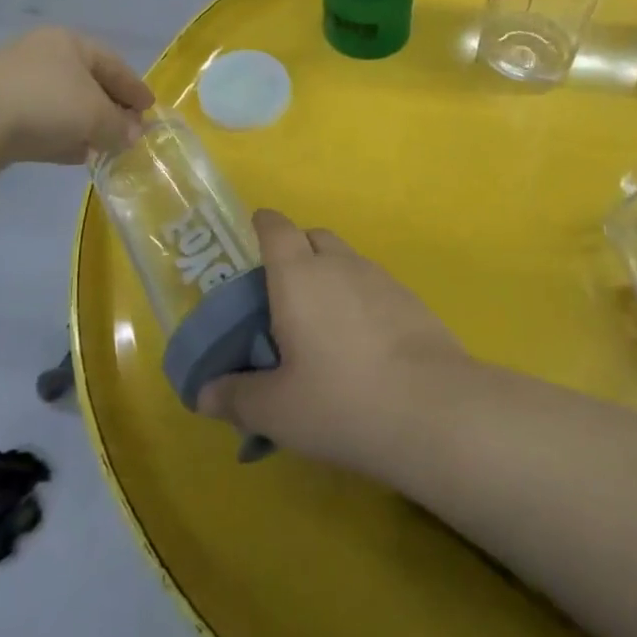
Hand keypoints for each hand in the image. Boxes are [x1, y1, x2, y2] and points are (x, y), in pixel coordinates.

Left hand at [0, 27, 153, 170]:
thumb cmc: (45, 101)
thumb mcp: (95, 115)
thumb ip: (119, 127)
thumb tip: (134, 136)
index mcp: (69, 43)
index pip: (113, 63)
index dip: (134, 87)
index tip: (150, 109)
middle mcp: (43, 57)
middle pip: (87, 83)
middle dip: (109, 108)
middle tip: (129, 130)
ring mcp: (16, 84)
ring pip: (62, 106)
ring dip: (85, 126)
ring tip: (105, 148)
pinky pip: (40, 125)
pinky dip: (60, 138)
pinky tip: (74, 155)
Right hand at [199, 210, 466, 477]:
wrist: (433, 409)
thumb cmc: (341, 401)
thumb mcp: (277, 410)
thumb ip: (237, 397)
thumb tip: (203, 394)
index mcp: (298, 275)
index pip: (276, 227)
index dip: (262, 225)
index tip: (252, 237)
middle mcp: (339, 263)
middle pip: (312, 236)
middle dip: (295, 251)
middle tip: (282, 295)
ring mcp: (379, 277)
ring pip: (345, 260)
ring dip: (329, 276)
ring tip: (321, 324)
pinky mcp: (410, 299)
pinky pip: (373, 284)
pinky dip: (358, 298)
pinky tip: (360, 342)